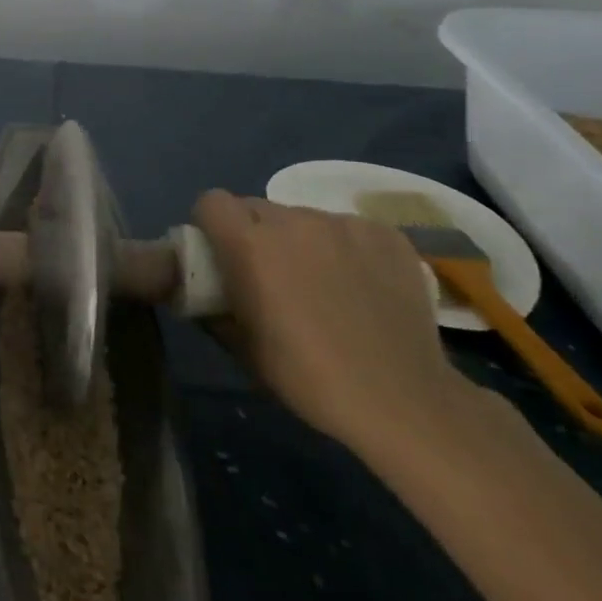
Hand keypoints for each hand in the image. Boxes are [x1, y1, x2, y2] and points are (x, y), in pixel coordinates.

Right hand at [192, 191, 474, 459]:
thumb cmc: (306, 376)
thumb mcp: (240, 346)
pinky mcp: (385, 234)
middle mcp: (293, 221)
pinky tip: (361, 285)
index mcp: (250, 244)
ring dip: (300, 240)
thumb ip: (212, 306)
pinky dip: (345, 248)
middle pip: (257, 207)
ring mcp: (344, 224)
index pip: (212, 202)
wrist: (400, 399)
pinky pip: (348, 229)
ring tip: (322, 283)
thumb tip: (201, 292)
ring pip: (304, 217)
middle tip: (270, 273)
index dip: (211, 224)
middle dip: (254, 232)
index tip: (220, 252)